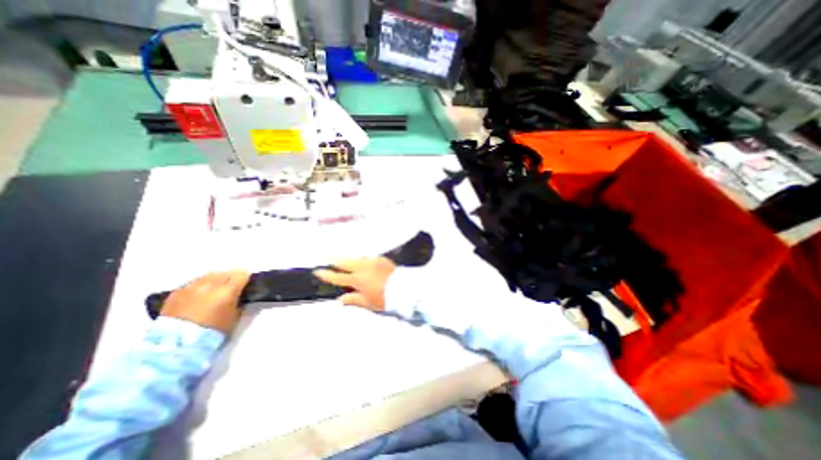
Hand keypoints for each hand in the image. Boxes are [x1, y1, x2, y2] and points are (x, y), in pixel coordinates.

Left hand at [160, 270, 249, 334]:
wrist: (176, 346)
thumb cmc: (213, 332)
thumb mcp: (235, 315)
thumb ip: (238, 300)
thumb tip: (239, 294)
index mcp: (227, 290)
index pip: (242, 274)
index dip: (245, 279)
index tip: (245, 284)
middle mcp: (210, 284)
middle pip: (226, 272)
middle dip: (230, 278)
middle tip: (232, 287)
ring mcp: (191, 286)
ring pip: (209, 275)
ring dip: (215, 280)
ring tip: (214, 289)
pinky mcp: (177, 292)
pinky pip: (193, 282)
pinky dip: (199, 285)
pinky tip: (199, 294)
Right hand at [314, 257, 394, 310]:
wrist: (404, 289)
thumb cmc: (385, 299)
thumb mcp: (368, 303)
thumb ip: (353, 300)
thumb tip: (341, 299)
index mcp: (358, 280)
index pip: (338, 277)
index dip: (327, 274)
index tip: (317, 271)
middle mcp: (363, 268)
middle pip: (345, 262)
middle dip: (335, 260)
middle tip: (327, 258)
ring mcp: (373, 261)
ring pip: (357, 257)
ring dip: (349, 258)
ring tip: (344, 258)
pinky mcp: (381, 259)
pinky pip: (369, 257)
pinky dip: (363, 258)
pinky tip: (362, 259)